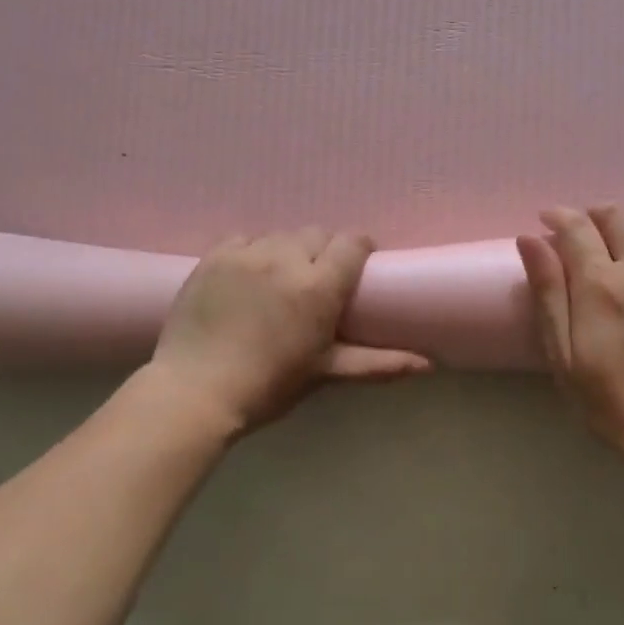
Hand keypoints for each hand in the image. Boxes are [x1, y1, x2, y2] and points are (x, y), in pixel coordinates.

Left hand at [150, 229, 430, 433]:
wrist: (195, 390)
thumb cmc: (269, 385)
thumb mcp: (326, 372)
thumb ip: (378, 363)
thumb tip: (428, 365)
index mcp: (320, 286)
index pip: (352, 242)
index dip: (359, 249)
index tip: (357, 266)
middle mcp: (286, 258)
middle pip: (317, 234)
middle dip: (323, 252)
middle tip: (315, 283)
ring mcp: (247, 253)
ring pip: (281, 235)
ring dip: (288, 251)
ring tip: (279, 280)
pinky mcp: (214, 256)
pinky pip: (245, 238)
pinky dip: (252, 251)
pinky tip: (247, 277)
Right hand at [517, 204, 623, 461]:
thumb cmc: (611, 401)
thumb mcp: (563, 355)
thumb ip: (548, 293)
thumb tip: (530, 239)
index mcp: (600, 286)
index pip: (577, 228)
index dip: (559, 216)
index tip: (549, 220)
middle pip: (620, 215)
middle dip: (597, 213)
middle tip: (588, 229)